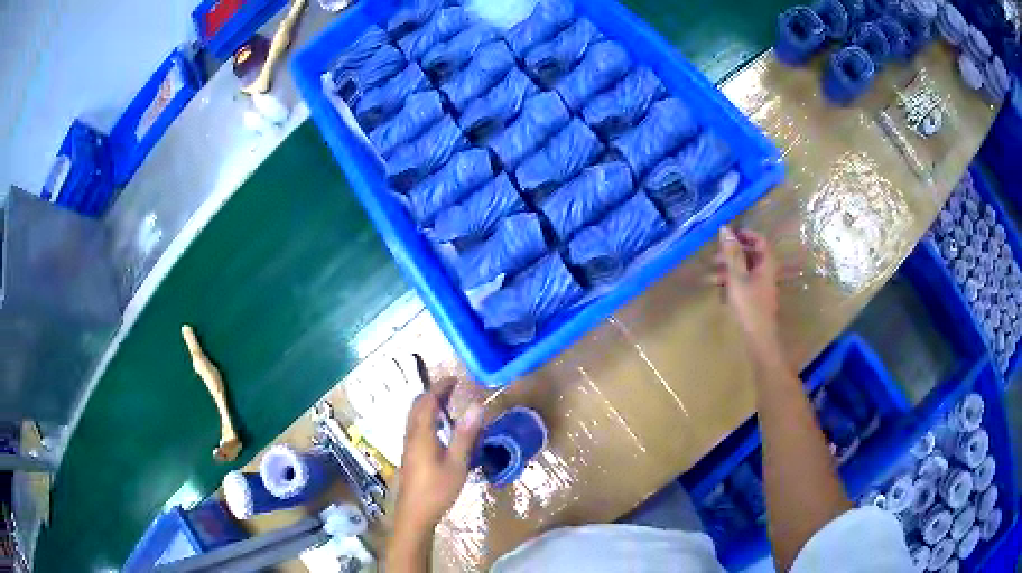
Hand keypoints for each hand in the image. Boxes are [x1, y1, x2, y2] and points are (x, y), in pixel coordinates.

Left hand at [394, 391, 483, 533]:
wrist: (415, 514)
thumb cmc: (437, 489)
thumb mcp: (457, 463)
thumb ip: (465, 435)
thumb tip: (476, 406)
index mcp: (421, 434)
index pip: (427, 402)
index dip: (439, 388)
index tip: (454, 379)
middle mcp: (411, 436)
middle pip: (417, 407)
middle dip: (433, 394)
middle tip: (452, 389)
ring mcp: (408, 446)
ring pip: (415, 417)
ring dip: (429, 406)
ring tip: (447, 405)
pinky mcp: (410, 456)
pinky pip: (416, 427)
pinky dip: (427, 418)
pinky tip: (440, 430)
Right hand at [715, 226, 780, 354]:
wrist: (759, 339)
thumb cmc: (749, 306)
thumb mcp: (737, 277)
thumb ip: (731, 253)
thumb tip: (725, 228)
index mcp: (766, 264)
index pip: (759, 240)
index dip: (744, 235)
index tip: (727, 236)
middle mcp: (766, 272)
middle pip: (750, 255)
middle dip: (731, 255)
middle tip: (714, 258)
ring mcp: (762, 287)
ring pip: (745, 271)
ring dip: (728, 271)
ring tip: (711, 277)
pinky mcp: (756, 299)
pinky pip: (743, 284)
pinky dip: (731, 284)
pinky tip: (719, 293)